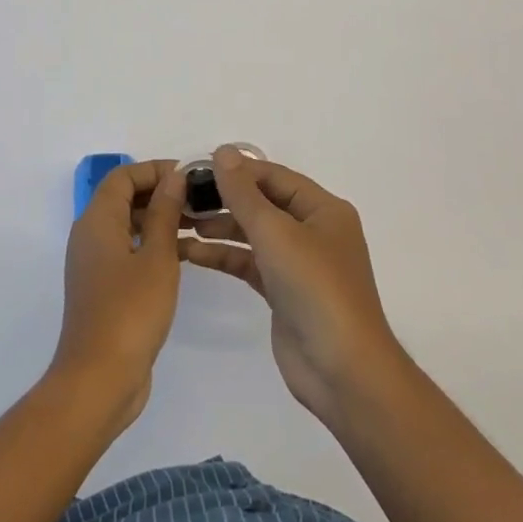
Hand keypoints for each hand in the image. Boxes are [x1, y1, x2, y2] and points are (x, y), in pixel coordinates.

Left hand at [50, 159, 186, 433]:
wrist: (99, 379)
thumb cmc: (130, 311)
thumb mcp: (157, 257)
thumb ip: (165, 213)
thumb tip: (174, 177)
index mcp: (97, 220)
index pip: (123, 176)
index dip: (155, 169)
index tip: (190, 176)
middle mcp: (91, 235)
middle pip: (124, 198)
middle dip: (161, 193)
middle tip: (200, 200)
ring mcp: (95, 263)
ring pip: (129, 225)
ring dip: (160, 219)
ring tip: (200, 224)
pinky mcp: (104, 287)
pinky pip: (129, 251)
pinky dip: (153, 245)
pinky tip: (187, 255)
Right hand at [180, 146, 402, 424]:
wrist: (342, 370)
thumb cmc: (315, 288)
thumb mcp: (276, 233)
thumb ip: (244, 193)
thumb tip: (223, 151)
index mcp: (323, 209)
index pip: (274, 176)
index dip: (237, 170)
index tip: (196, 169)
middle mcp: (313, 230)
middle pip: (263, 203)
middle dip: (225, 199)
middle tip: (182, 197)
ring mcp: (299, 263)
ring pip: (253, 234)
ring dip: (220, 227)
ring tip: (180, 223)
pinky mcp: (283, 292)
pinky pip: (249, 263)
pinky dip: (224, 256)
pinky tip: (193, 253)